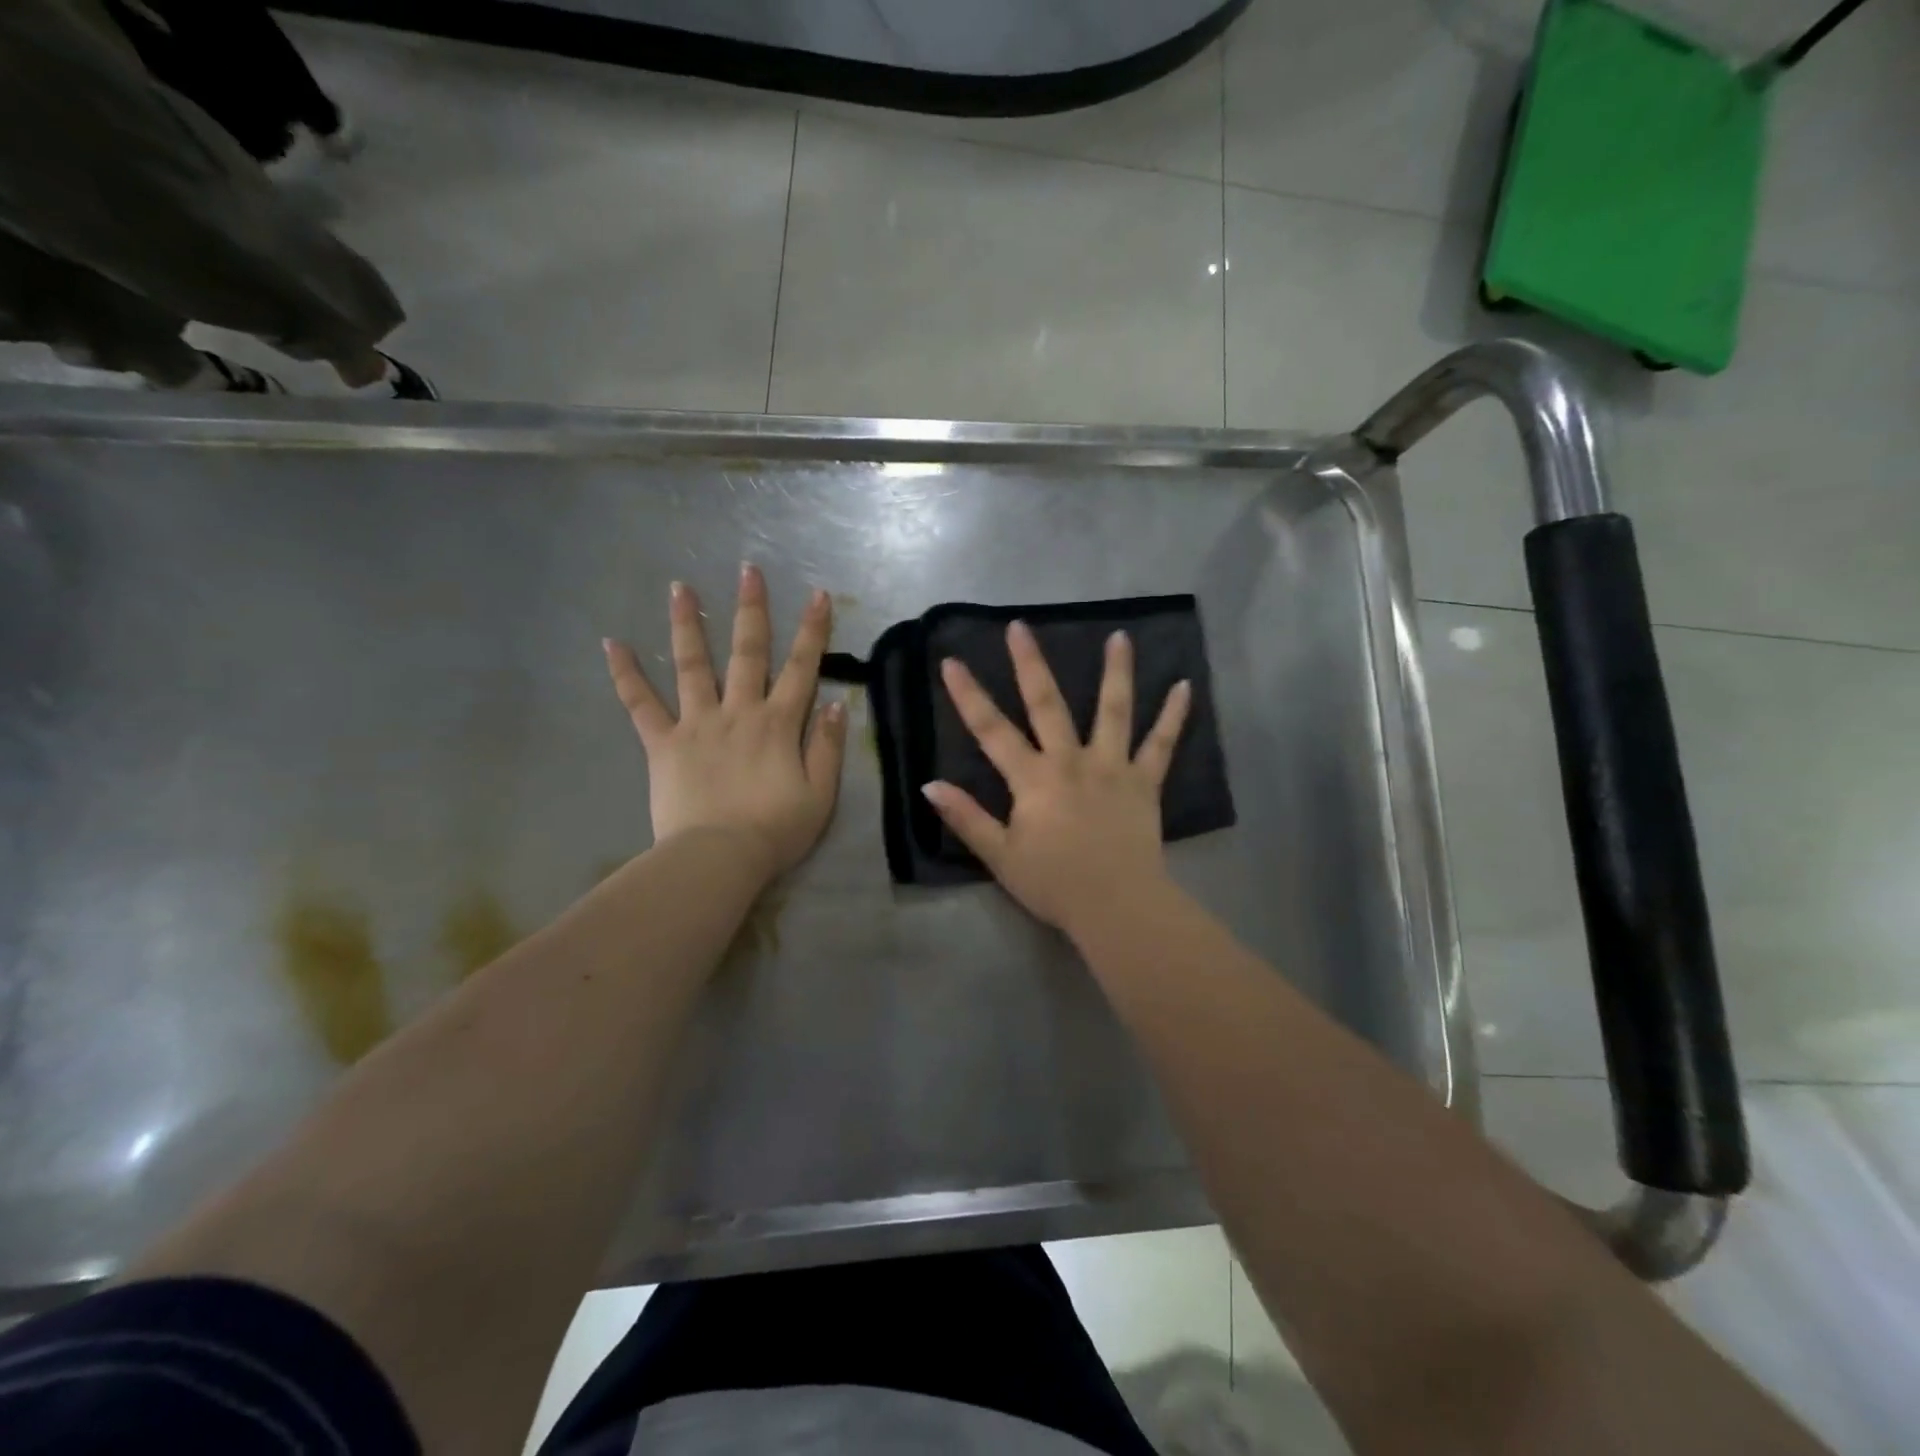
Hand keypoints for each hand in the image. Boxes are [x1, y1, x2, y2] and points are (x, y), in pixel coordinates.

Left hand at [604, 564, 846, 881]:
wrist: (719, 858)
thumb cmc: (775, 830)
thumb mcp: (819, 794)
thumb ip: (826, 746)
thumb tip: (833, 704)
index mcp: (778, 724)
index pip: (802, 668)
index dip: (812, 630)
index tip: (817, 594)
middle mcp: (738, 711)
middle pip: (747, 652)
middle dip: (751, 609)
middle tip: (748, 570)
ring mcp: (697, 723)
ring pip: (692, 665)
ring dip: (687, 624)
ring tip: (679, 587)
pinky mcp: (662, 743)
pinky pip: (640, 705)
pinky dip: (625, 675)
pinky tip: (612, 644)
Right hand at [923, 621, 1191, 938]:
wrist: (1116, 906)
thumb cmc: (1054, 884)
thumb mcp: (999, 856)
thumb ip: (966, 818)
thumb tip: (929, 785)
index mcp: (1033, 779)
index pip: (992, 730)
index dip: (969, 695)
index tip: (952, 661)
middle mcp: (1071, 761)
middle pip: (1047, 704)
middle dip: (1030, 664)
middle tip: (1021, 626)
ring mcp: (1112, 767)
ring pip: (1113, 710)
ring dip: (1116, 671)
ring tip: (1120, 636)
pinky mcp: (1145, 782)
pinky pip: (1162, 744)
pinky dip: (1173, 715)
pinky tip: (1184, 686)